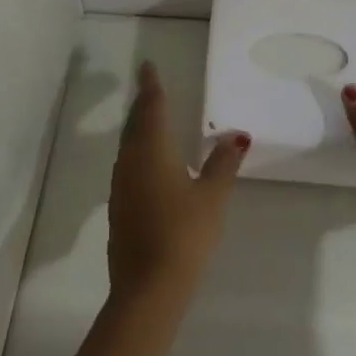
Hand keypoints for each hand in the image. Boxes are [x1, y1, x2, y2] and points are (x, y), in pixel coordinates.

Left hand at [108, 62, 248, 300]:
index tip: (147, 66)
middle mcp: (131, 161)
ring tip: (150, 119)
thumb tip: (236, 135)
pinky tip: (148, 163)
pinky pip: (127, 165)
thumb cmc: (184, 234)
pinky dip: (137, 152)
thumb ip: (223, 163)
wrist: (147, 289)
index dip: (151, 85)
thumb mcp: (212, 197)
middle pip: (135, 123)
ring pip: (128, 145)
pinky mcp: (119, 208)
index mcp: (153, 150)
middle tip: (150, 87)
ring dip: (138, 128)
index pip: (152, 107)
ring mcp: (121, 186)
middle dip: (143, 104)